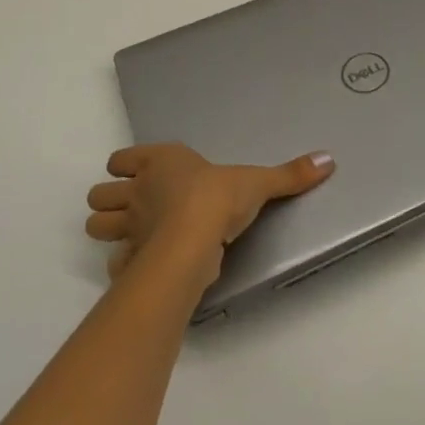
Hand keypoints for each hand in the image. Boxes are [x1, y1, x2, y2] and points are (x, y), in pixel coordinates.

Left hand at [86, 143, 334, 283]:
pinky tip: (141, 265)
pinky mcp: (129, 261)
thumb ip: (290, 174)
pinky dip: (122, 265)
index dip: (126, 165)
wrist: (195, 239)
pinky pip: (114, 263)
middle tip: (133, 206)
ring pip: (96, 225)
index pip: (121, 158)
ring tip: (132, 233)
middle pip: (99, 193)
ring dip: (108, 229)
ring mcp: (128, 227)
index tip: (141, 171)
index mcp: (161, 162)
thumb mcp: (259, 181)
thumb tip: (329, 160)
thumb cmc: (220, 197)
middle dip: (109, 199)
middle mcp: (138, 191)